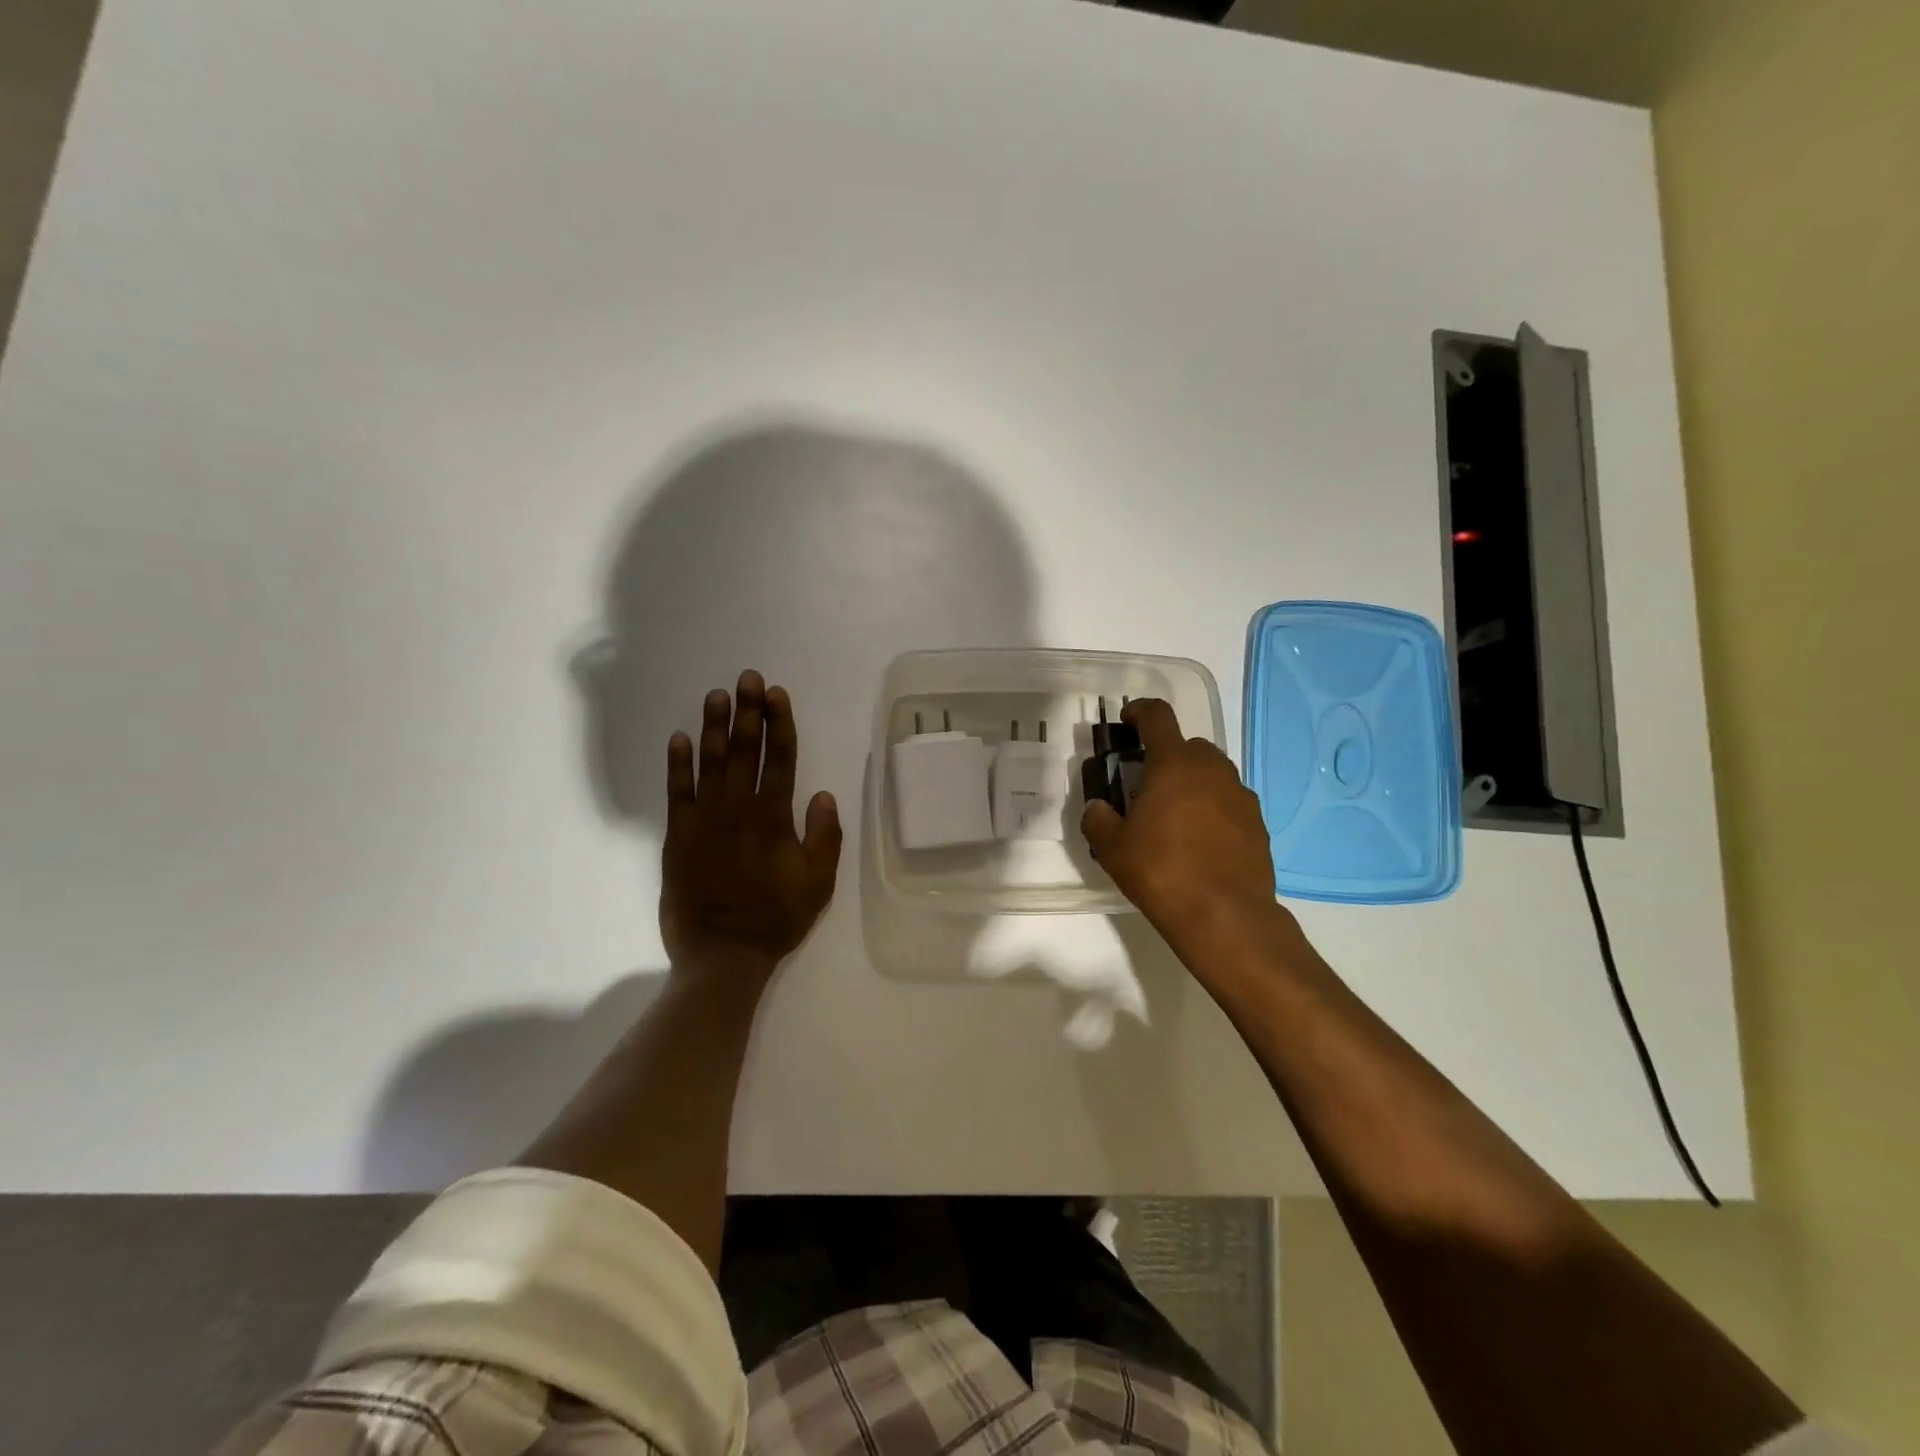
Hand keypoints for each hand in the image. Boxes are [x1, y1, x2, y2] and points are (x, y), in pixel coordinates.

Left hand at [660, 670, 842, 980]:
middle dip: (747, 711)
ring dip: (714, 726)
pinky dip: (677, 764)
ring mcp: (704, 820)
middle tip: (747, 678)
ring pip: (710, 762)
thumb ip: (824, 836)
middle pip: (745, 750)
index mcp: (774, 817)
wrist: (722, 955)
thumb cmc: (776, 919)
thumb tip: (823, 793)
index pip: (780, 758)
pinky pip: (676, 792)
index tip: (776, 694)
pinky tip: (679, 738)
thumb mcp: (818, 883)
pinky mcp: (677, 836)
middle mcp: (738, 809)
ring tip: (717, 695)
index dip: (779, 723)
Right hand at [1080, 698, 1278, 947]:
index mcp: (1174, 764)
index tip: (1128, 720)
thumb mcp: (1112, 848)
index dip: (1140, 711)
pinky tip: (1200, 841)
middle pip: (1188, 746)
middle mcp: (1212, 769)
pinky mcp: (1258, 823)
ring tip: (1174, 816)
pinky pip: (1229, 802)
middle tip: (1147, 785)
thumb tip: (1098, 808)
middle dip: (1167, 756)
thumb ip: (1098, 819)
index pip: (1157, 717)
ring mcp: (1240, 795)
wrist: (1225, 916)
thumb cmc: (1161, 872)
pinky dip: (1213, 809)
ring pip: (1212, 773)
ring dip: (1192, 782)